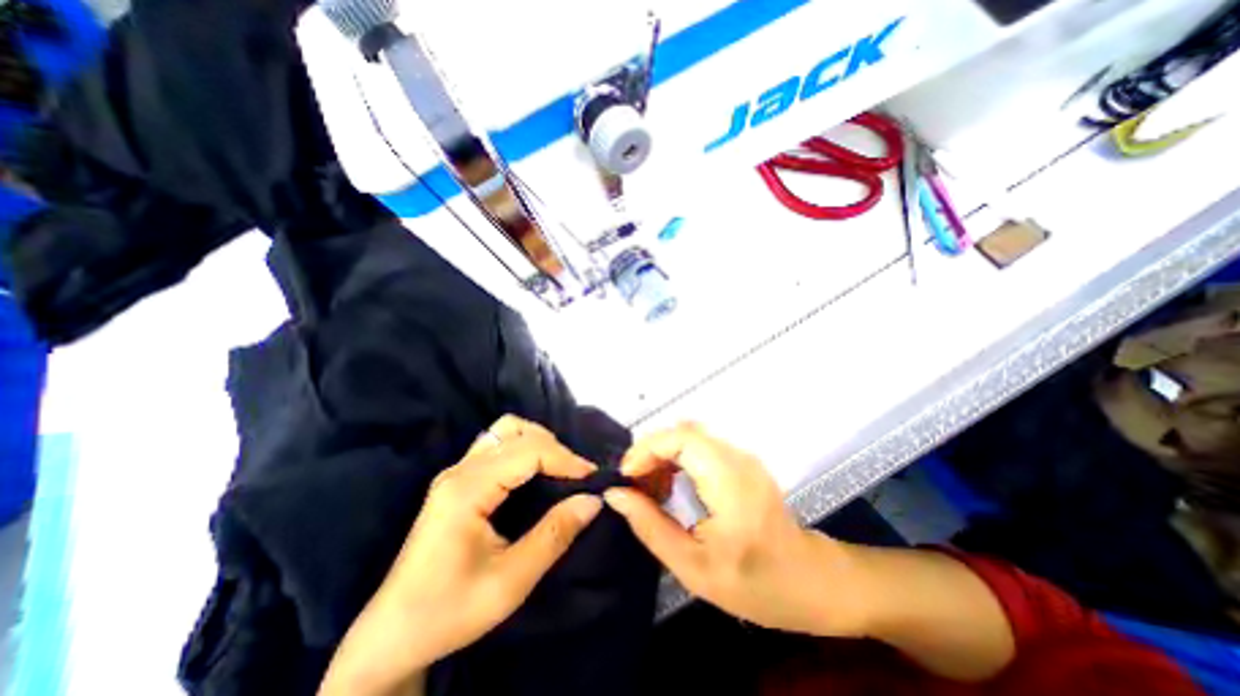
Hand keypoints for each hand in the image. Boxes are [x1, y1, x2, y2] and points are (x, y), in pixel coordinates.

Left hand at [319, 416, 605, 692]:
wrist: (392, 635)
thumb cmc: (450, 610)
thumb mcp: (511, 581)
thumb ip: (555, 535)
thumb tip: (593, 500)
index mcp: (468, 489)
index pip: (529, 450)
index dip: (565, 458)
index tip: (592, 478)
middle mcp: (460, 470)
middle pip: (517, 432)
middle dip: (554, 448)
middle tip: (577, 476)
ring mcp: (455, 472)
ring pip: (504, 431)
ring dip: (537, 441)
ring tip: (559, 468)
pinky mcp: (457, 480)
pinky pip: (496, 444)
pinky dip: (523, 447)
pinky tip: (534, 470)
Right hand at [607, 424, 864, 634]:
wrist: (810, 581)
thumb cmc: (755, 584)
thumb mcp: (693, 567)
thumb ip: (650, 526)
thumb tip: (616, 495)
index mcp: (729, 482)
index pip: (681, 437)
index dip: (647, 448)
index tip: (626, 476)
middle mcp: (737, 458)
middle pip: (682, 432)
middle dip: (650, 452)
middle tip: (633, 485)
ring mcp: (742, 456)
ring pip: (690, 436)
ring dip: (663, 455)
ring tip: (649, 489)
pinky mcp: (742, 460)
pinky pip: (701, 446)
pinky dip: (678, 459)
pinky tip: (671, 487)